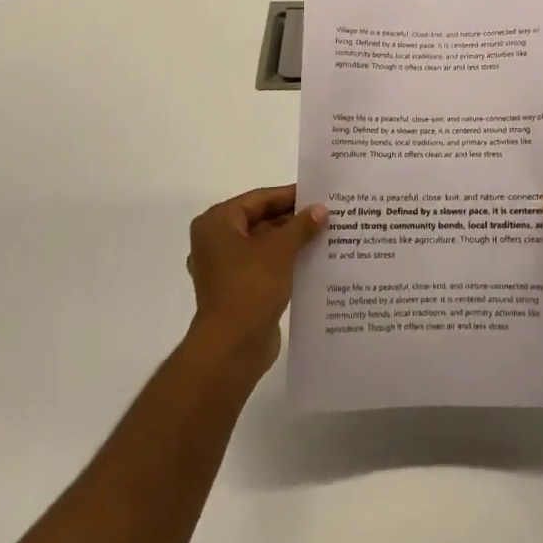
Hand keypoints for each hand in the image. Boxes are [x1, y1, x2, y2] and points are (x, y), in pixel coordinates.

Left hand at [185, 185, 326, 375]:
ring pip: (263, 245)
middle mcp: (216, 241)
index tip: (318, 194)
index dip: (290, 195)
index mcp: (217, 223)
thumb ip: (301, 225)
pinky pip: (263, 266)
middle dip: (292, 220)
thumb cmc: (251, 287)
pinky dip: (284, 262)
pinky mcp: (236, 290)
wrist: (231, 348)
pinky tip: (312, 261)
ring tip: (325, 235)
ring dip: (291, 241)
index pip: (259, 199)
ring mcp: (225, 268)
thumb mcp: (281, 249)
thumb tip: (320, 209)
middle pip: (260, 220)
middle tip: (326, 214)